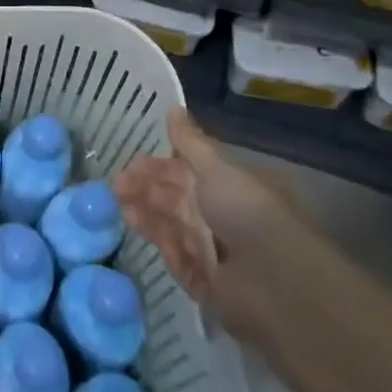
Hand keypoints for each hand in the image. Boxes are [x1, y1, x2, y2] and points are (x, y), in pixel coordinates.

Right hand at [113, 108, 306, 351]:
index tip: (132, 163)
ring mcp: (213, 250)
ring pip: (172, 225)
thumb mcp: (217, 168)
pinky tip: (134, 226)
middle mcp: (223, 217)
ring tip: (119, 203)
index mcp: (231, 188)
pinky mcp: (203, 281)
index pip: (190, 172)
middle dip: (147, 189)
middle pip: (177, 199)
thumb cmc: (247, 212)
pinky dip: (157, 239)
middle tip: (117, 184)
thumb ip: (191, 143)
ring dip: (146, 211)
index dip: (160, 167)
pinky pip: (175, 256)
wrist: (274, 282)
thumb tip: (174, 109)